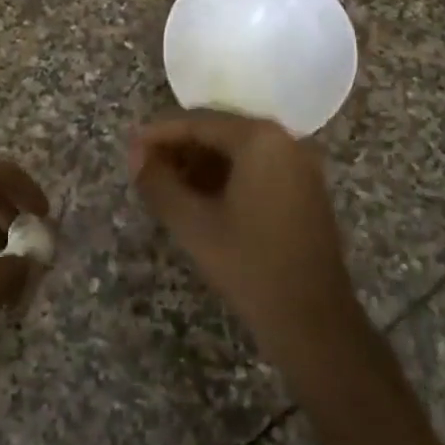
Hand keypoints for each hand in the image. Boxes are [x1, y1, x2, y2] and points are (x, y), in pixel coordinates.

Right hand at [131, 113, 360, 361]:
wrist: (314, 322)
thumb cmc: (249, 265)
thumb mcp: (192, 224)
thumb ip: (158, 183)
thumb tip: (136, 157)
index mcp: (260, 138)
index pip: (198, 122)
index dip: (159, 135)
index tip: (130, 150)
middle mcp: (285, 140)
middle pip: (219, 132)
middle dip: (179, 149)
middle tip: (144, 171)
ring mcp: (299, 164)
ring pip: (237, 151)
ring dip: (200, 164)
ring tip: (166, 188)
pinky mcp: (305, 189)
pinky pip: (256, 168)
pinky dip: (225, 177)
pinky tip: (200, 200)